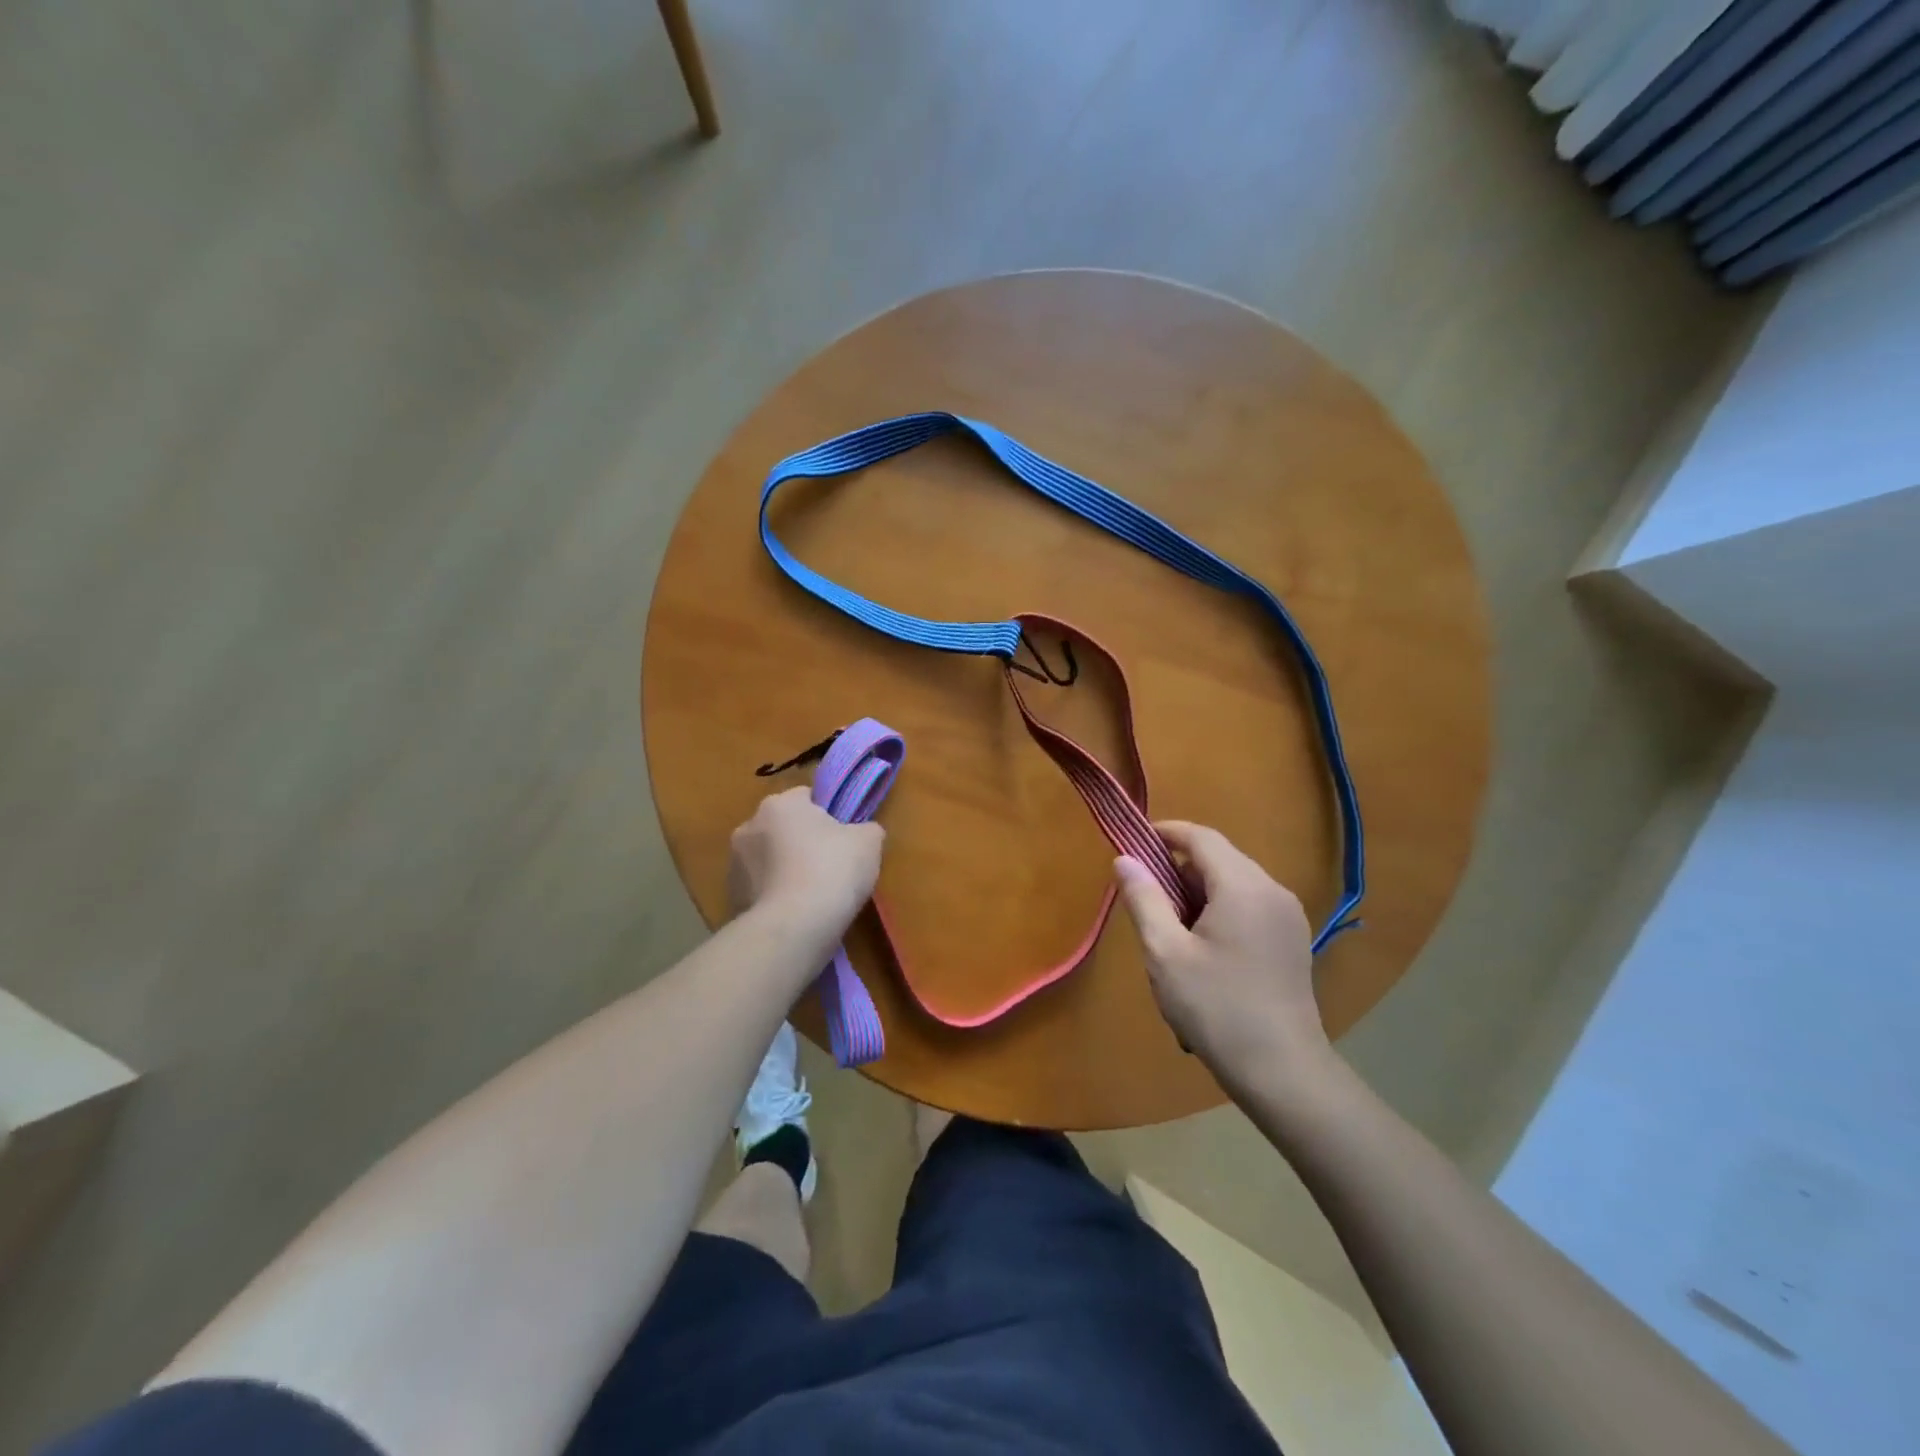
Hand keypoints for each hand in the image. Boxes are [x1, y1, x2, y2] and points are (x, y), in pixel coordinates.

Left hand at [728, 787, 884, 938]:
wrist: (793, 928)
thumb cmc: (832, 871)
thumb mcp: (869, 841)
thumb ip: (866, 828)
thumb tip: (862, 832)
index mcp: (780, 803)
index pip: (807, 797)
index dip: (829, 815)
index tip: (844, 838)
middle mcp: (749, 825)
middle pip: (784, 828)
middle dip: (803, 842)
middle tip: (831, 866)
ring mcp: (734, 863)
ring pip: (769, 859)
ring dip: (786, 869)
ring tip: (813, 896)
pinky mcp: (730, 897)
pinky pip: (760, 889)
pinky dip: (775, 896)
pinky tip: (796, 913)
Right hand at [1114, 822, 1329, 1082]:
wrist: (1283, 1071)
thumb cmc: (1216, 1008)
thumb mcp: (1165, 953)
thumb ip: (1144, 899)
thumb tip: (1124, 859)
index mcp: (1243, 886)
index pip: (1201, 837)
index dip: (1166, 832)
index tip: (1134, 843)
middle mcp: (1273, 890)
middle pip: (1220, 858)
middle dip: (1179, 868)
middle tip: (1147, 897)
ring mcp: (1288, 915)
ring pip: (1235, 882)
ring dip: (1200, 890)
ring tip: (1172, 928)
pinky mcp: (1293, 939)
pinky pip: (1250, 904)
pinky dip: (1221, 908)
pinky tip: (1204, 946)